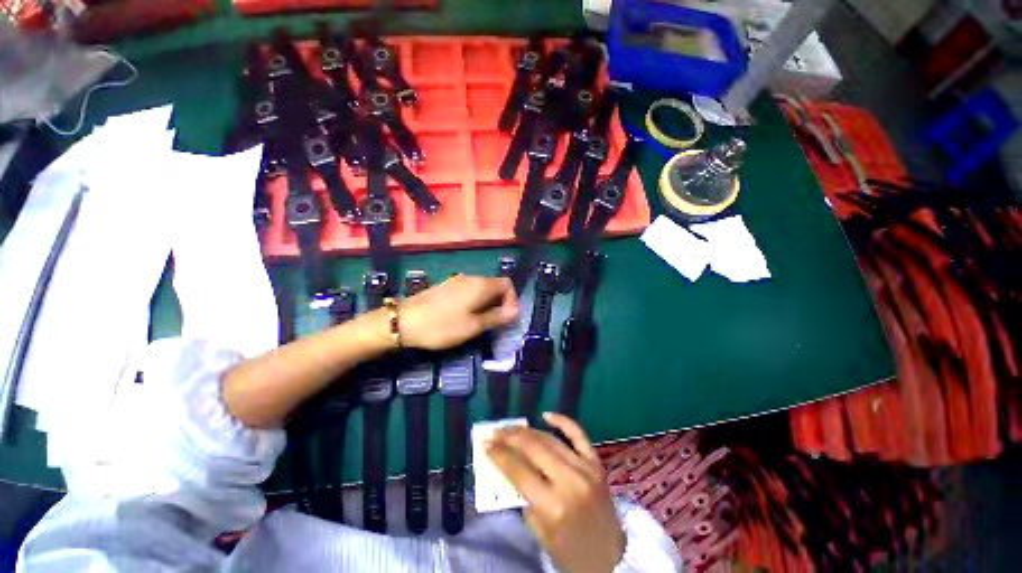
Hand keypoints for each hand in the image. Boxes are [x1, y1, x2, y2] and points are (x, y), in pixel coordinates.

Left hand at [399, 274, 517, 349]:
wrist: (404, 321)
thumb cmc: (442, 326)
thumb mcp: (473, 326)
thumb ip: (497, 317)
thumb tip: (516, 311)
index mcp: (481, 285)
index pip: (507, 284)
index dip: (512, 300)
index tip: (506, 318)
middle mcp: (471, 278)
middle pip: (495, 285)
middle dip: (500, 303)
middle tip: (494, 323)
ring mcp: (457, 281)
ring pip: (481, 289)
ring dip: (487, 303)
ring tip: (480, 322)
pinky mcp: (447, 286)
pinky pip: (469, 290)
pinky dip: (475, 301)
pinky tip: (465, 316)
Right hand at [486, 413, 624, 572]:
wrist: (612, 557)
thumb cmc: (571, 552)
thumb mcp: (540, 534)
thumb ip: (524, 499)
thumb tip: (510, 468)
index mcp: (553, 506)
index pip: (519, 471)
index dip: (499, 455)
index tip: (485, 444)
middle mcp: (569, 481)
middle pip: (533, 449)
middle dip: (510, 437)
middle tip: (496, 431)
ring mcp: (585, 468)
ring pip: (550, 439)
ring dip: (528, 430)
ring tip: (512, 427)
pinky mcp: (596, 462)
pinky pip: (578, 435)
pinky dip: (562, 421)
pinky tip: (546, 415)